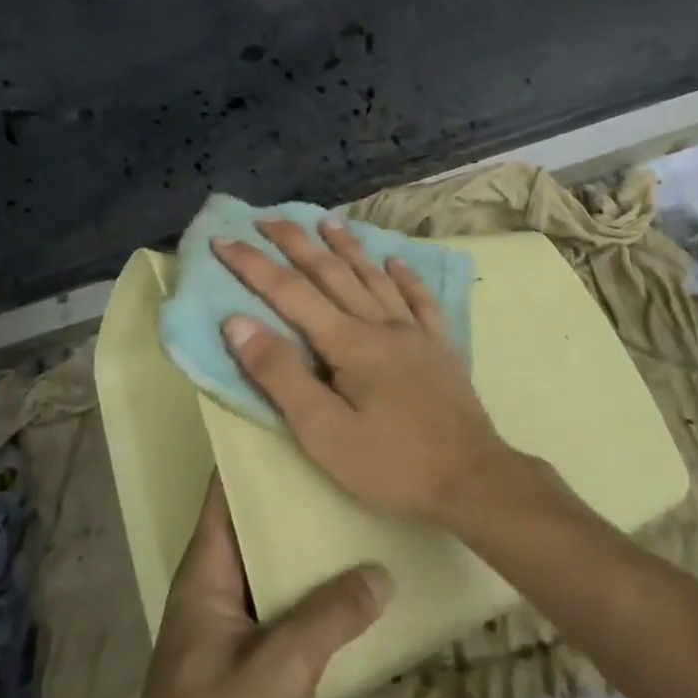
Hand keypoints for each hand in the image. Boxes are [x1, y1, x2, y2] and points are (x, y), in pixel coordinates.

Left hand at [90, 477, 390, 697]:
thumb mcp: (278, 671)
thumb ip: (330, 616)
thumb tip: (381, 571)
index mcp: (204, 576)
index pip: (225, 493)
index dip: (253, 452)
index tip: (296, 415)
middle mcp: (215, 593)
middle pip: (255, 527)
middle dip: (296, 496)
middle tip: (347, 458)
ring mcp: (231, 633)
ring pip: (274, 570)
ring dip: (310, 549)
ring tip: (360, 509)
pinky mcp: (249, 670)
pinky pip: (286, 612)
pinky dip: (315, 596)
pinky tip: (356, 587)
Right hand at [213, 218, 512, 522]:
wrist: (473, 479)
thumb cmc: (391, 464)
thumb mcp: (323, 432)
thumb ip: (281, 375)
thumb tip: (238, 322)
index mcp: (349, 343)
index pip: (290, 292)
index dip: (253, 265)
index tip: (224, 239)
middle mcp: (382, 324)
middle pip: (332, 272)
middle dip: (296, 243)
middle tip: (268, 218)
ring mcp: (416, 332)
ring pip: (375, 277)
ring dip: (348, 247)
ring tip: (327, 222)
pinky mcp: (441, 347)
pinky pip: (421, 299)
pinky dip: (406, 276)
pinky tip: (397, 261)